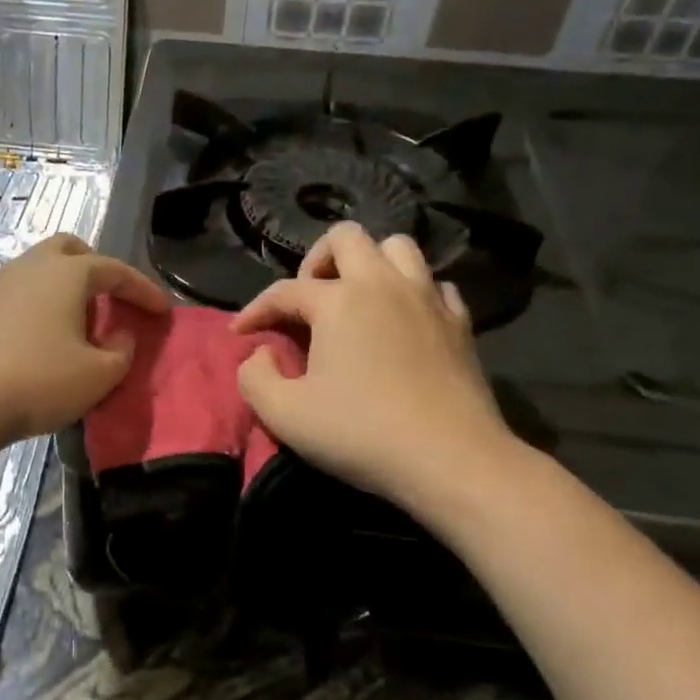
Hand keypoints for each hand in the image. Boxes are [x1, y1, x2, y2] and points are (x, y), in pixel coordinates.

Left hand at [0, 233, 168, 465]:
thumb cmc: (37, 381)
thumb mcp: (98, 375)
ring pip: (43, 270)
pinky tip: (48, 339)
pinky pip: (23, 293)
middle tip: (114, 300)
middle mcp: (32, 267)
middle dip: (98, 270)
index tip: (163, 311)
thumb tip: (119, 335)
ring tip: (83, 325)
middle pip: (71, 250)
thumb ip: (122, 351)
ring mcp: (0, 285)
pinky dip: (44, 304)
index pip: (116, 270)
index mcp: (67, 272)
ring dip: (68, 288)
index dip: (144, 290)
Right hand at [233, 222, 517, 510]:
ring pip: (397, 247)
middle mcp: (383, 284)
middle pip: (346, 238)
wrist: (451, 461)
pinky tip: (402, 321)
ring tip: (355, 299)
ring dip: (369, 264)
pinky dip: (412, 292)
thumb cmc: (361, 433)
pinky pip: (433, 285)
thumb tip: (260, 352)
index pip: (285, 291)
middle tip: (308, 300)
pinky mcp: (460, 322)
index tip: (240, 334)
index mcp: (338, 300)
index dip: (256, 310)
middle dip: (317, 260)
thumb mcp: (284, 414)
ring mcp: (427, 298)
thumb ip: (254, 376)